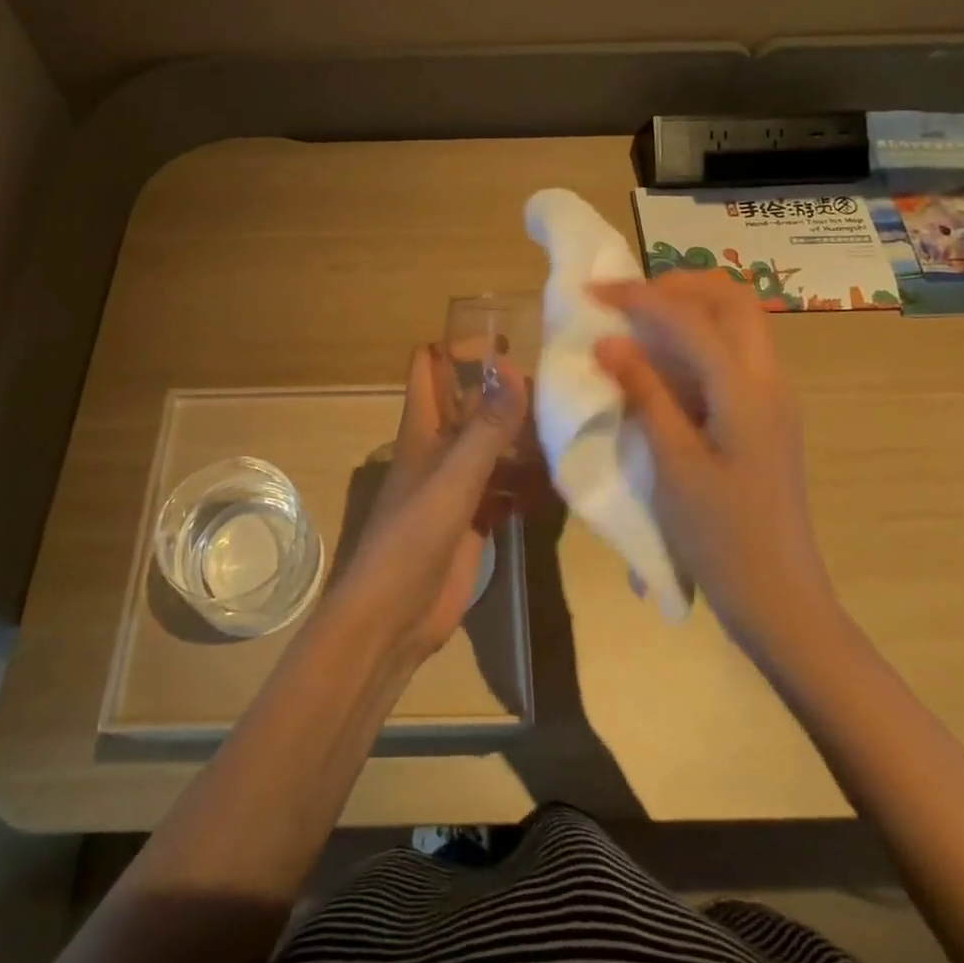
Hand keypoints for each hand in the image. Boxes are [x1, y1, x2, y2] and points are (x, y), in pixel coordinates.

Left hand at [334, 344, 529, 664]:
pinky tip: (561, 483)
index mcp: (422, 429)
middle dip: (508, 393)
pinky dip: (528, 483)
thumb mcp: (453, 480)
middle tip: (560, 388)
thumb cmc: (412, 539)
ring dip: (524, 439)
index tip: (507, 344)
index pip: (429, 366)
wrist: (392, 619)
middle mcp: (439, 449)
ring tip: (571, 429)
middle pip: (472, 405)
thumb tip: (515, 370)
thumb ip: (486, 429)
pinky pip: (505, 488)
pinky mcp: (474, 519)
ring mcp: (457, 486)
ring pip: (493, 447)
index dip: (458, 347)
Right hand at [591, 270, 837, 657]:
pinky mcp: (766, 417)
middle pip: (732, 300)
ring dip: (689, 309)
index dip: (639, 296)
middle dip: (677, 286)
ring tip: (636, 322)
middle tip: (626, 300)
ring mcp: (773, 398)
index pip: (692, 318)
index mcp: (747, 392)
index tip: (592, 291)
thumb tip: (610, 341)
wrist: (780, 600)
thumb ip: (645, 395)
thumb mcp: (674, 465)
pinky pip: (733, 354)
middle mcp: (769, 381)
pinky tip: (662, 363)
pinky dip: (696, 340)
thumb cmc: (722, 538)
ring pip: (737, 323)